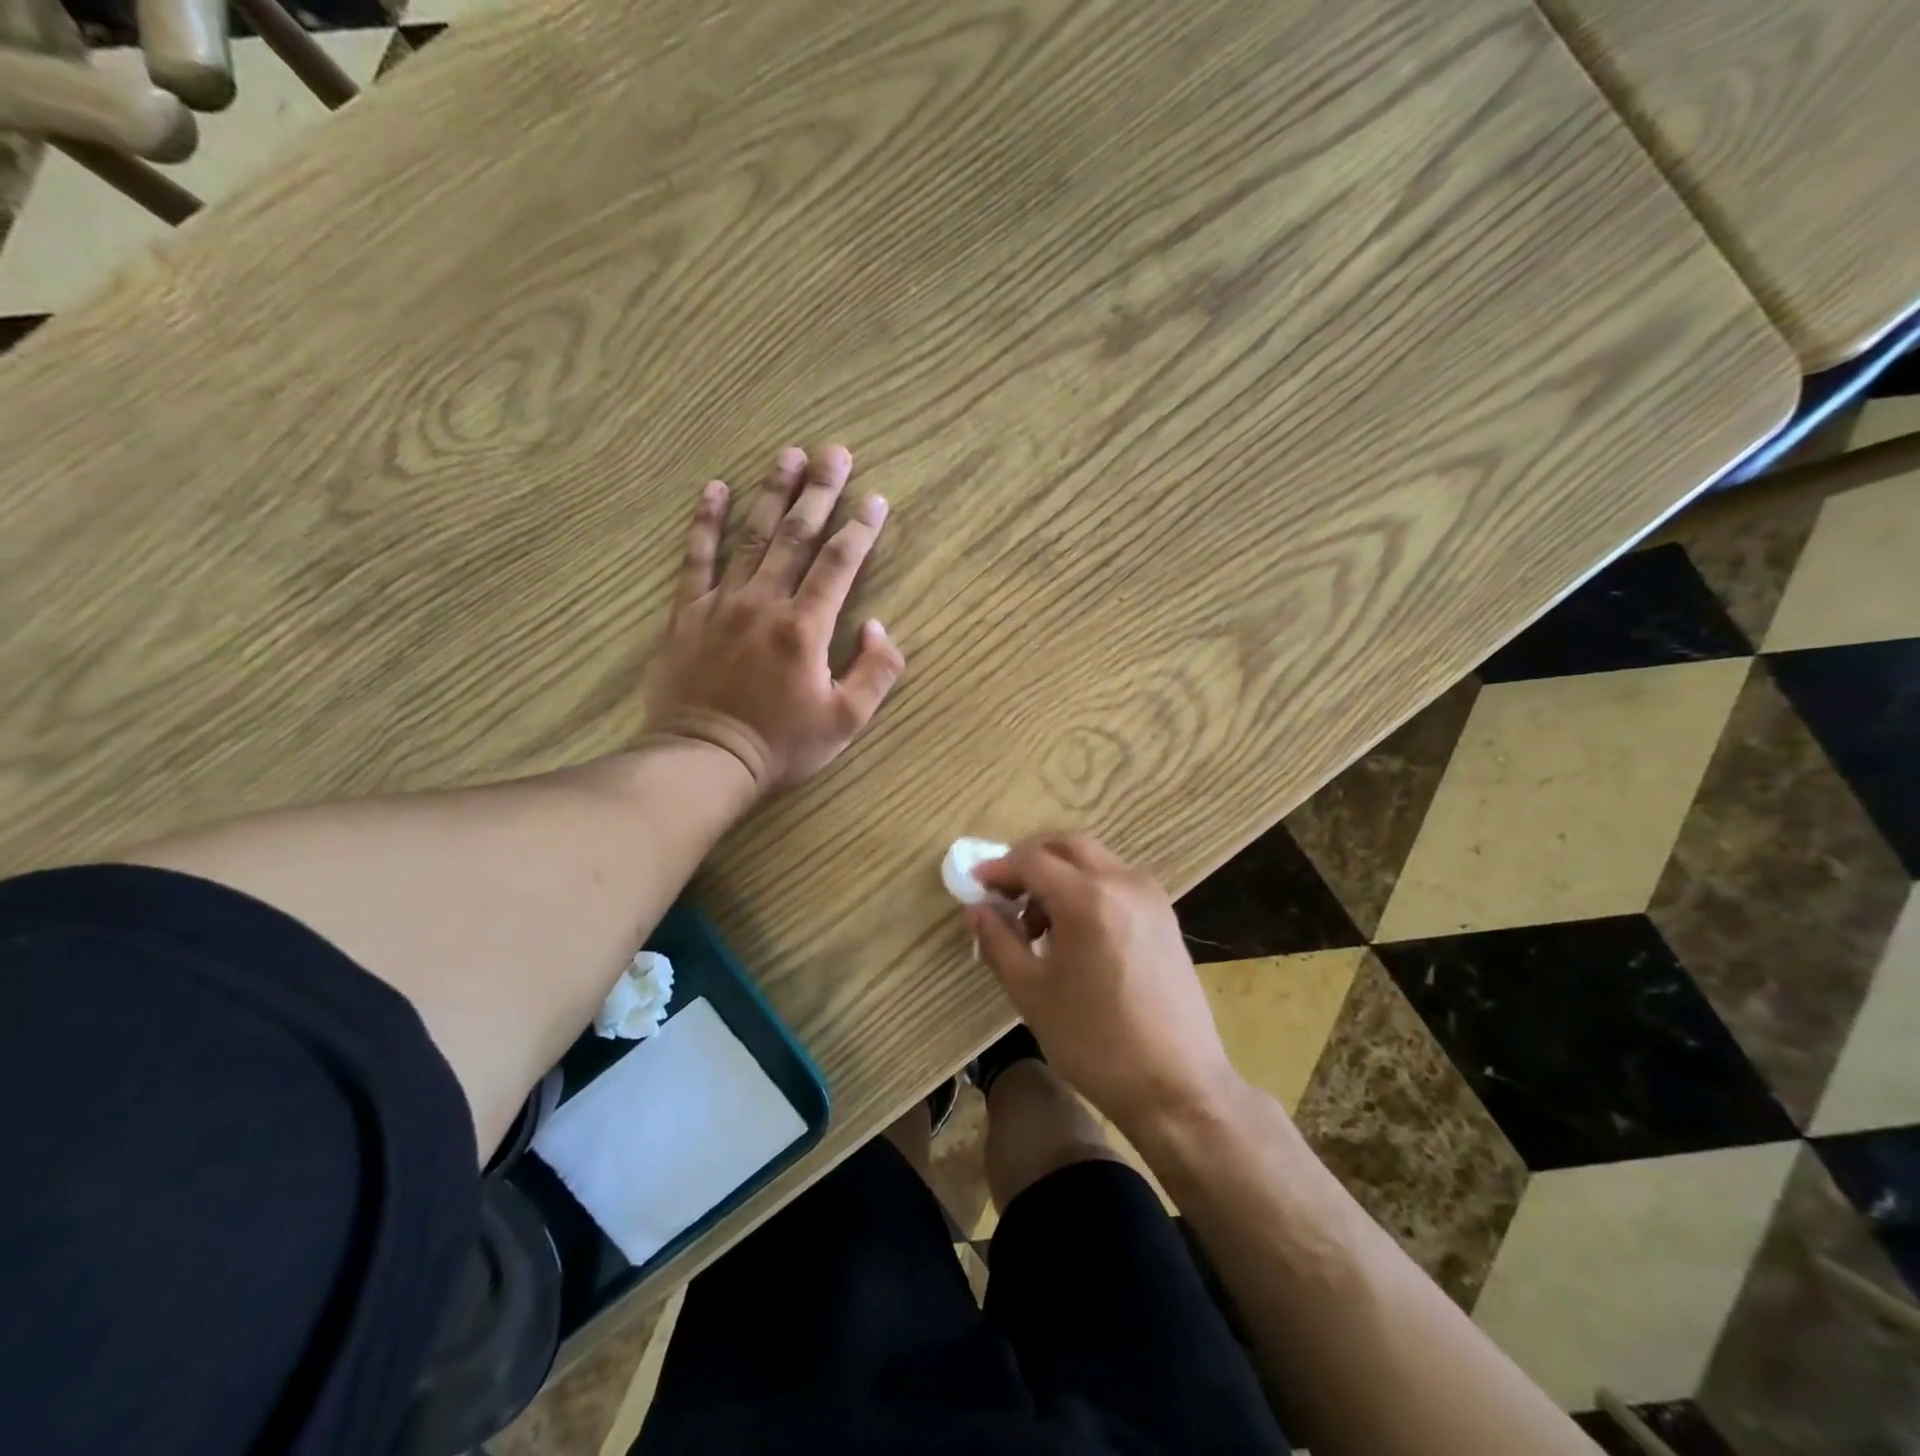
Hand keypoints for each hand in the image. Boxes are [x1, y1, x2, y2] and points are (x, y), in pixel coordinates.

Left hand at [643, 444, 905, 794]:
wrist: (704, 761)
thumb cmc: (781, 746)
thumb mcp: (846, 721)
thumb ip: (874, 672)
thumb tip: (879, 627)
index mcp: (805, 628)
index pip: (840, 564)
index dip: (861, 529)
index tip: (876, 499)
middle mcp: (765, 603)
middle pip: (796, 536)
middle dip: (820, 491)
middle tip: (835, 452)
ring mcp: (722, 603)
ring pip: (751, 536)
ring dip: (772, 493)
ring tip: (788, 455)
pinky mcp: (687, 613)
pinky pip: (696, 559)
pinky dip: (704, 522)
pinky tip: (714, 489)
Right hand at [967, 834, 1241, 1136]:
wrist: (1177, 1086)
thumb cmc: (1094, 1042)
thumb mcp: (1032, 992)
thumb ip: (998, 940)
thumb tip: (975, 908)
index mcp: (1087, 898)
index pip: (1032, 860)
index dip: (998, 868)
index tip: (975, 885)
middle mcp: (1123, 882)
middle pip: (1067, 846)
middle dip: (1030, 860)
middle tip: (1004, 893)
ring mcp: (1150, 896)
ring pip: (1094, 861)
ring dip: (1059, 874)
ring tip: (1037, 923)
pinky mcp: (1164, 916)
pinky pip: (1116, 882)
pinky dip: (1087, 888)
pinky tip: (1073, 932)